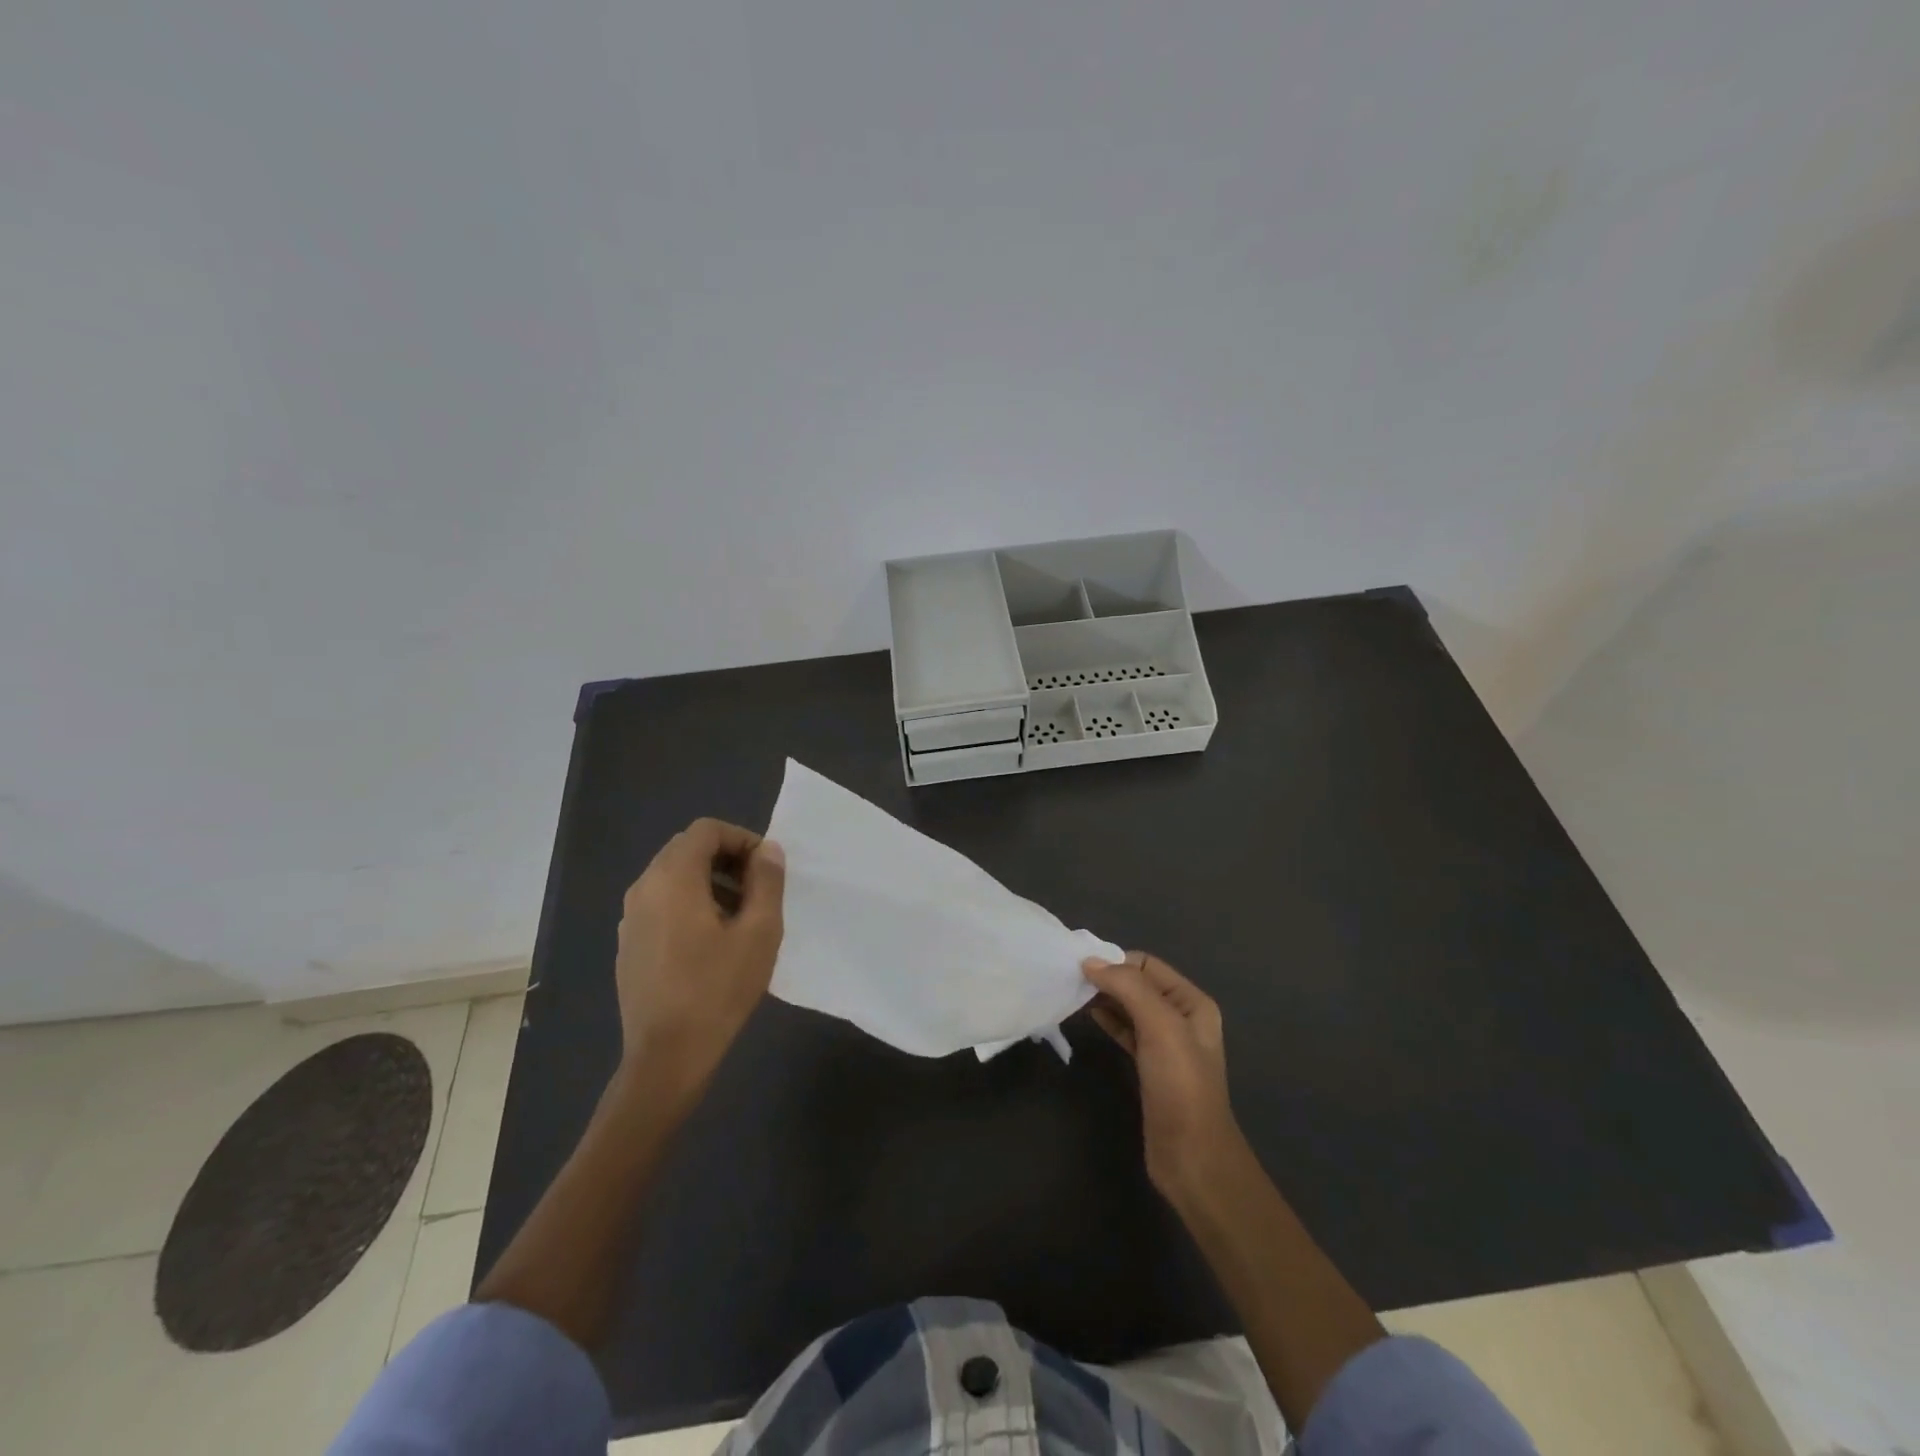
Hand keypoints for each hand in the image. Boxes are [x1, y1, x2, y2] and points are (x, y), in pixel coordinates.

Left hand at [615, 819, 784, 1095]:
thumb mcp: (759, 932)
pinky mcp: (628, 944)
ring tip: (740, 916)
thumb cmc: (718, 990)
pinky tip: (712, 942)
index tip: (766, 868)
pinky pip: (661, 904)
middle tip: (758, 889)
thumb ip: (767, 881)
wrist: (667, 1057)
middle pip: (686, 850)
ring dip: (709, 882)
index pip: (706, 831)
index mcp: (672, 879)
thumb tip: (768, 850)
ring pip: (672, 877)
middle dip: (726, 859)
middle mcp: (643, 889)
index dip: (742, 838)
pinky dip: (689, 904)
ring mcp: (630, 918)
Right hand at [1083, 951, 1242, 1201]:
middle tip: (1069, 979)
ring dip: (1102, 998)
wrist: (1192, 1156)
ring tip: (1071, 994)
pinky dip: (1105, 1020)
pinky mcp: (1148, 1067)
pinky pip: (1124, 1031)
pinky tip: (1085, 1016)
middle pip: (1137, 985)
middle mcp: (1180, 1017)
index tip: (1080, 966)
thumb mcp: (1160, 1026)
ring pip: (1128, 1008)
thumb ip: (1128, 988)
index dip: (1115, 961)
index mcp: (1191, 1002)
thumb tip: (1090, 961)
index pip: (1147, 965)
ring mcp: (1165, 1044)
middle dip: (1106, 978)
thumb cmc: (1180, 1085)